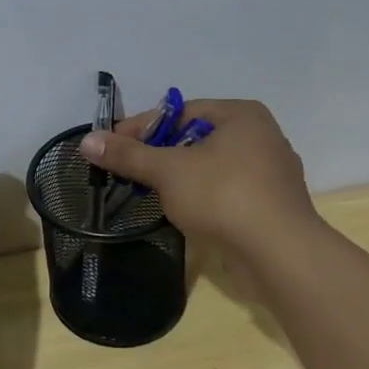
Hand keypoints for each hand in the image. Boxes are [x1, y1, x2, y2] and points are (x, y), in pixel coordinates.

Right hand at [79, 99, 318, 258]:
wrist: (281, 255)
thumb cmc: (223, 197)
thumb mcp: (167, 171)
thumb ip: (127, 155)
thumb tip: (87, 141)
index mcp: (241, 115)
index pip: (179, 112)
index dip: (141, 128)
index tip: (112, 147)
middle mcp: (262, 136)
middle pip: (194, 138)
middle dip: (160, 154)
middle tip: (128, 171)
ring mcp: (272, 173)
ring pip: (211, 167)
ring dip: (180, 178)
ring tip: (150, 193)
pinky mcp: (273, 205)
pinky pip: (227, 192)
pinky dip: (203, 197)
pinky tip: (184, 213)